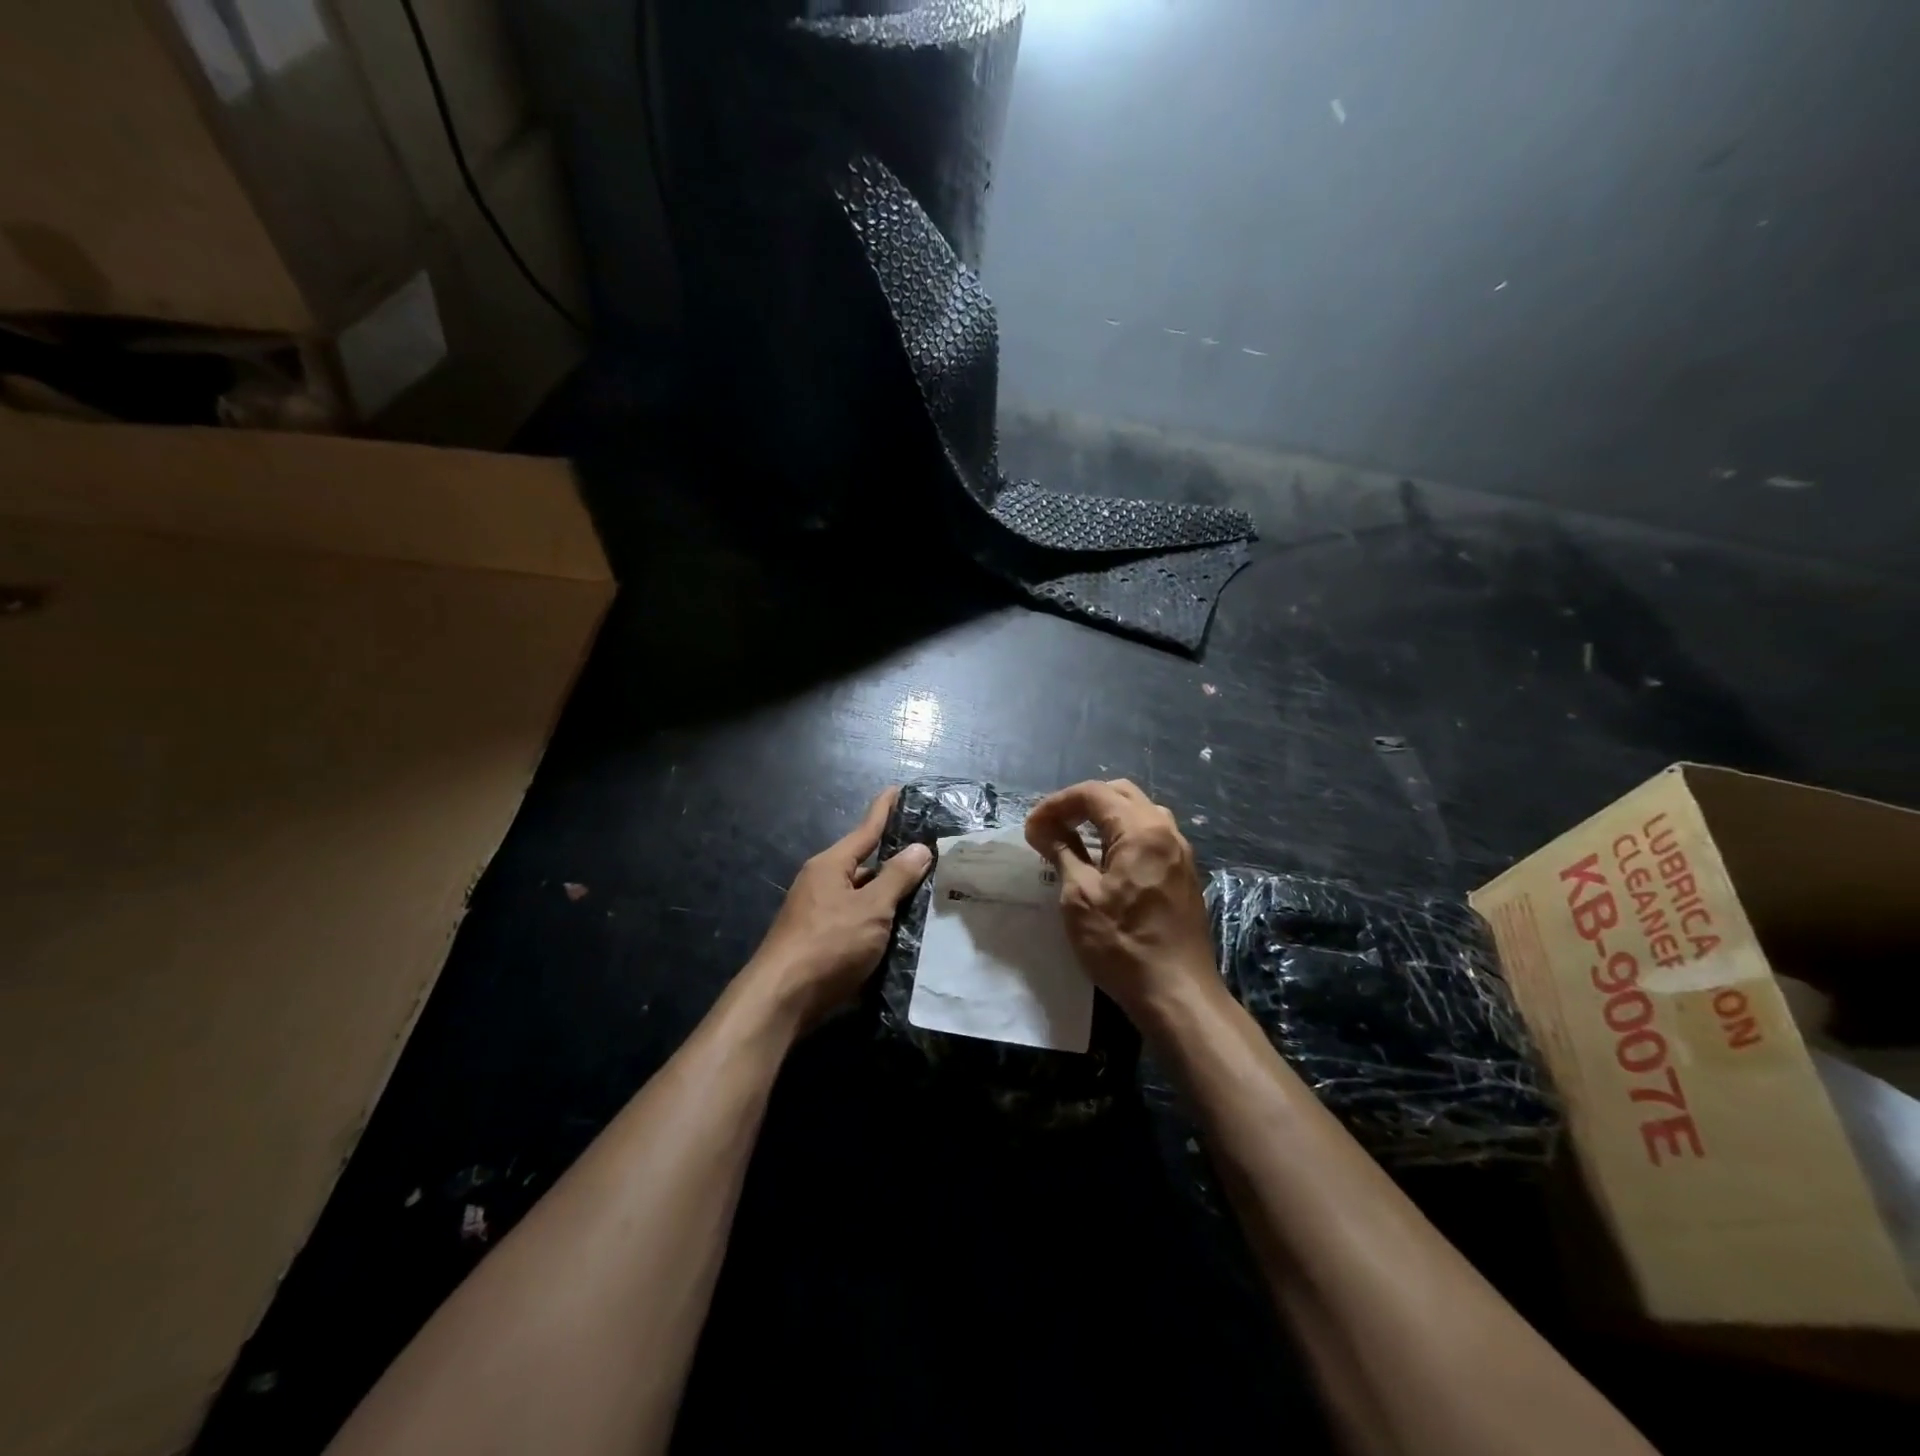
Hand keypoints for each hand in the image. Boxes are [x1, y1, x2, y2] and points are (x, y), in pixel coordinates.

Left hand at [746, 787, 932, 1030]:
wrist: (782, 999)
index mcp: (831, 865)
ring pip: (862, 895)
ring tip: (925, 893)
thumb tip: (919, 848)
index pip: (865, 830)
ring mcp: (819, 913)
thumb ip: (897, 878)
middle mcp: (822, 883)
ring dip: (888, 895)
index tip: (897, 789)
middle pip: (865, 865)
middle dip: (894, 861)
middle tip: (930, 856)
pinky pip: (857, 919)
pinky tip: (900, 929)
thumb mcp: (871, 909)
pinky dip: (878, 919)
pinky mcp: (821, 940)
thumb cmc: (828, 944)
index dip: (884, 810)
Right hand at [1024, 779, 1221, 1021]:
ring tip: (1075, 839)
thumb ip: (1062, 852)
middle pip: (1119, 794)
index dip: (1057, 804)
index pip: (1094, 793)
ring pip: (1139, 812)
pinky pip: (1151, 835)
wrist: (1177, 994)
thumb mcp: (1080, 897)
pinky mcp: (1184, 873)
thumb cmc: (1122, 945)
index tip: (1032, 827)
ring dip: (1104, 817)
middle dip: (1081, 803)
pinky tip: (1104, 860)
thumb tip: (1041, 828)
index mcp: (1141, 830)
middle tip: (1052, 827)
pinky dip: (1123, 834)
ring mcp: (1180, 852)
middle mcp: (1166, 831)